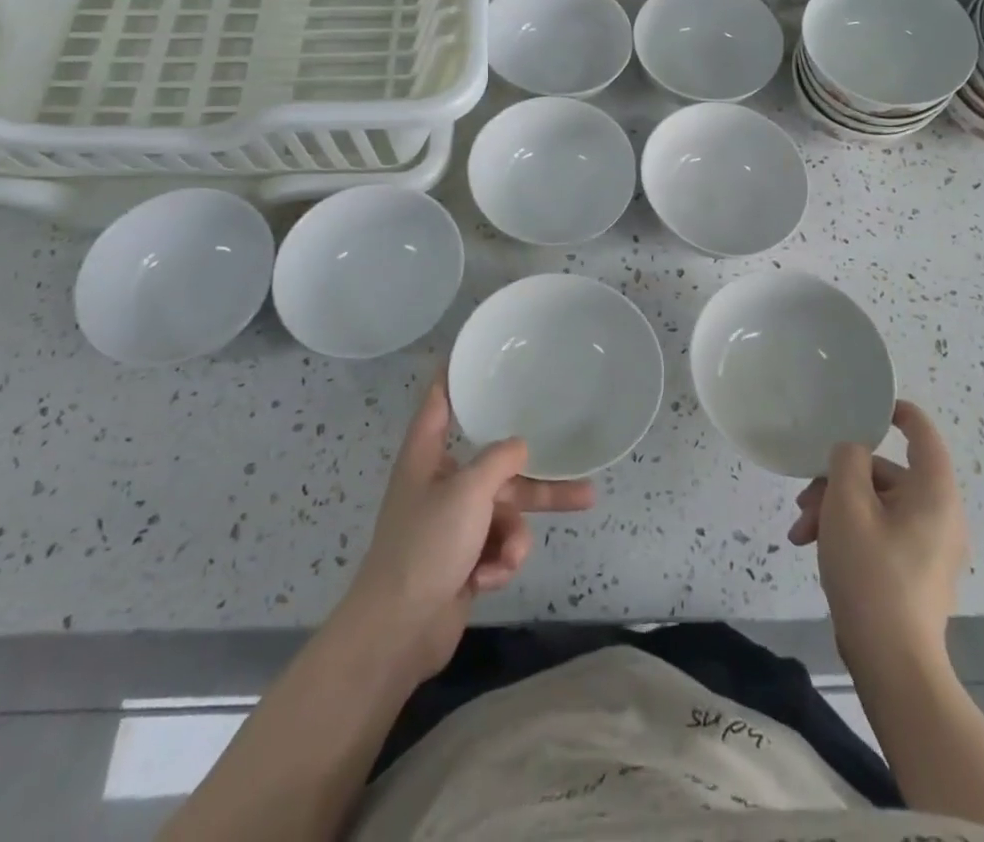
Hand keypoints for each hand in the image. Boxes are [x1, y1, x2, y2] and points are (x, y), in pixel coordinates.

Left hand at [338, 374, 595, 682]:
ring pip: (505, 513)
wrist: (399, 631)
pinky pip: (498, 545)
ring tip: (510, 558)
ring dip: (511, 537)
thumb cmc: (427, 545)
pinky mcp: (463, 558)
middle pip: (497, 468)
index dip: (455, 375)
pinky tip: (485, 579)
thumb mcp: (468, 492)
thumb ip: (500, 461)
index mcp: (427, 455)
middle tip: (584, 485)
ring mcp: (453, 524)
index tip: (475, 352)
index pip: (440, 401)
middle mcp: (440, 483)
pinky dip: (498, 561)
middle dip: (535, 483)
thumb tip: (520, 446)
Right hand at [787, 399, 967, 670]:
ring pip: (876, 504)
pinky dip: (849, 532)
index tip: (863, 407)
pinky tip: (813, 548)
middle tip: (803, 499)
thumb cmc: (871, 572)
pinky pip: (881, 532)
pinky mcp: (915, 571)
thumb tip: (853, 451)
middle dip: (838, 480)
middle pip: (886, 473)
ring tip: (800, 531)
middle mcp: (940, 514)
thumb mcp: (847, 504)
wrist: (892, 663)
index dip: (896, 412)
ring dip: (835, 509)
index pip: (922, 433)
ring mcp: (930, 546)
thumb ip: (848, 460)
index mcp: (934, 492)